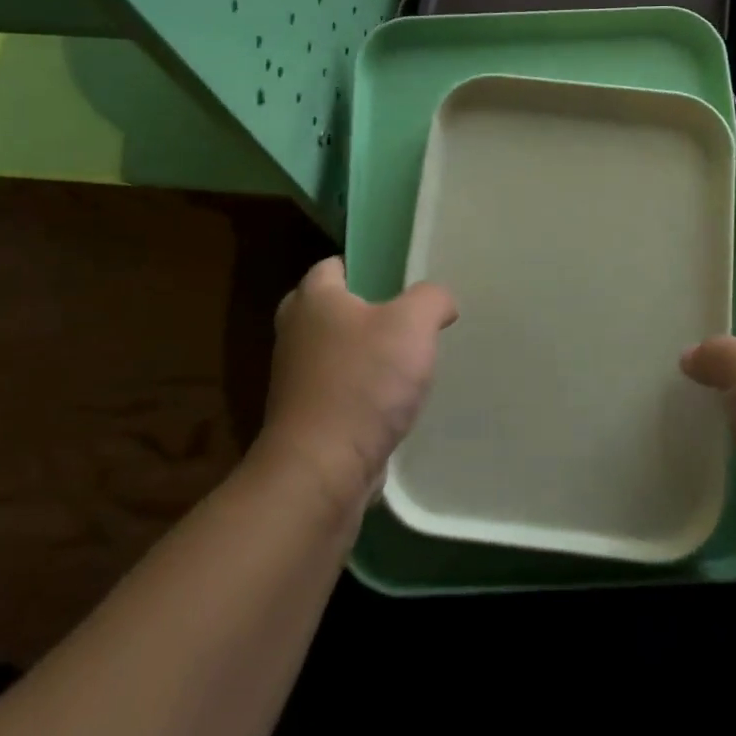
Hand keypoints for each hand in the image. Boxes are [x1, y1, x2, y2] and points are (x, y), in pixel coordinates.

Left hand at [260, 257, 457, 512]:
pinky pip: (336, 390)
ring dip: (362, 354)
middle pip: (329, 308)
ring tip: (404, 361)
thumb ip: (431, 299)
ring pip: (333, 351)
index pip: (333, 265)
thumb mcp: (413, 324)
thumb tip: (440, 302)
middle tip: (403, 317)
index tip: (397, 277)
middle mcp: (295, 333)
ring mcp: (295, 378)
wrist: (322, 470)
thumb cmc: (364, 382)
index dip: (365, 266)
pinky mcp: (304, 418)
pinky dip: (359, 391)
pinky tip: (391, 402)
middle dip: (363, 310)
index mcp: (313, 300)